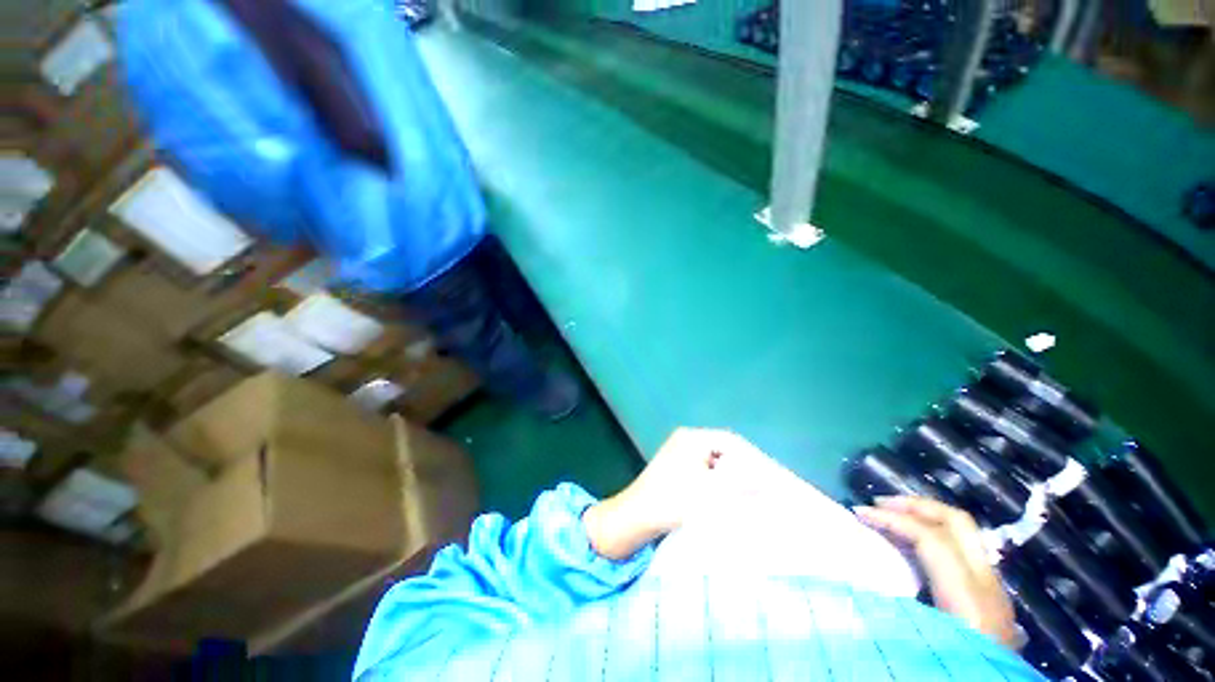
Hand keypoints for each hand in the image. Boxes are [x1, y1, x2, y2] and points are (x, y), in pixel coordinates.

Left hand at [584, 428, 762, 559]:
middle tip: (765, 485)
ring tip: (752, 493)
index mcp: (692, 438)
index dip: (753, 457)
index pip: (730, 441)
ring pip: (715, 462)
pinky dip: (719, 482)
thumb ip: (741, 486)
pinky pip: (705, 471)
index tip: (771, 476)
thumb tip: (768, 483)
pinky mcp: (678, 469)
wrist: (635, 516)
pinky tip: (730, 496)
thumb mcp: (710, 493)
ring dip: (732, 476)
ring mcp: (680, 454)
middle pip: (723, 450)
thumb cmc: (671, 500)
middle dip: (744, 467)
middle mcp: (686, 440)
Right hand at [855, 496, 1018, 647]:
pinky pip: (963, 548)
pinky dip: (936, 534)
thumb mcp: (921, 642)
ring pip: (964, 531)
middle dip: (916, 505)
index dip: (892, 519)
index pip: (931, 538)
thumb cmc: (955, 670)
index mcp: (969, 597)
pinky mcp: (991, 595)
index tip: (859, 513)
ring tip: (894, 515)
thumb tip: (854, 577)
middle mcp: (988, 584)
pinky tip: (915, 545)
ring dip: (926, 516)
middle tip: (880, 502)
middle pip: (958, 522)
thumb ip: (894, 607)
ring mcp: (994, 587)